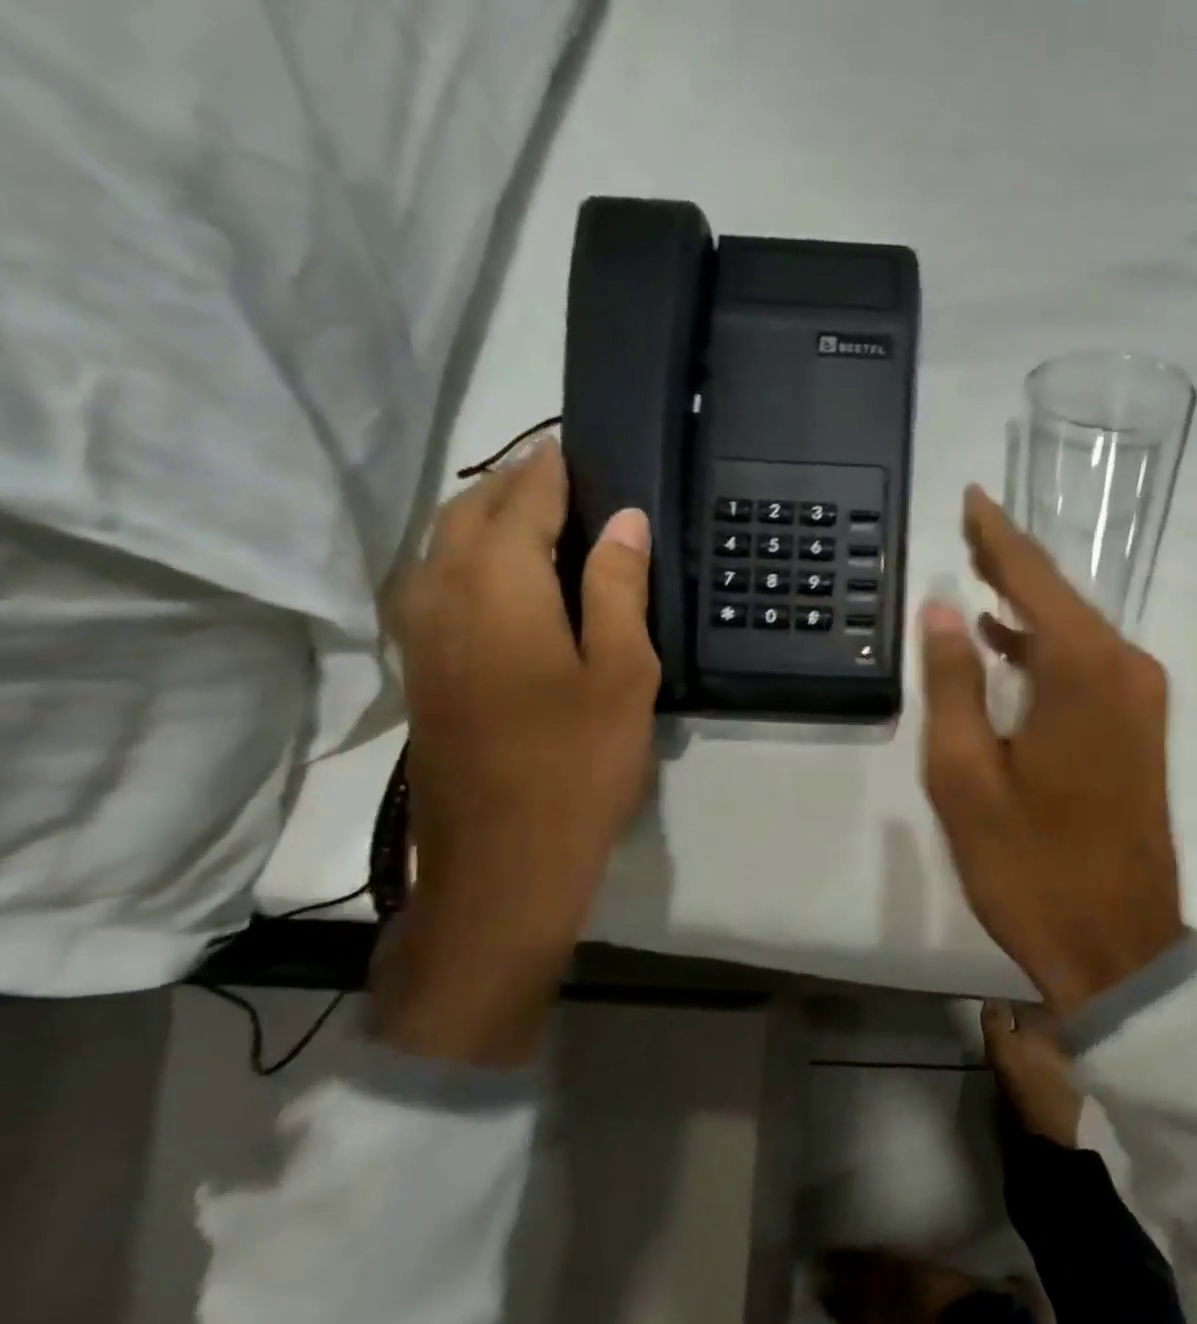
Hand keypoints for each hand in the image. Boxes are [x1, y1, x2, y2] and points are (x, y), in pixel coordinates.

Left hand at [377, 438, 659, 1064]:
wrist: (506, 856)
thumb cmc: (579, 762)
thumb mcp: (622, 671)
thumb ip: (617, 587)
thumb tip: (624, 519)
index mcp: (497, 584)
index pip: (523, 498)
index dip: (552, 468)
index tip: (579, 443)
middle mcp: (441, 590)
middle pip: (471, 511)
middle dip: (516, 484)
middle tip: (568, 476)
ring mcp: (421, 629)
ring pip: (444, 543)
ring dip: (488, 517)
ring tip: (542, 517)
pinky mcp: (421, 664)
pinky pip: (437, 580)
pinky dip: (471, 556)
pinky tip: (507, 576)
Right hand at [920, 486, 1182, 1012]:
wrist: (1116, 944)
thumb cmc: (1031, 865)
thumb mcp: (967, 778)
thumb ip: (954, 684)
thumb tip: (941, 610)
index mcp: (1085, 671)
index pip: (1034, 579)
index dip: (997, 535)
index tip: (972, 496)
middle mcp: (1127, 670)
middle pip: (1062, 600)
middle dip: (1013, 565)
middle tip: (969, 530)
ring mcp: (1143, 702)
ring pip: (1079, 633)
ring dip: (1030, 609)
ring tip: (980, 581)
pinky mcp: (1144, 732)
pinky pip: (1093, 668)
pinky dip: (1051, 651)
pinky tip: (1012, 651)